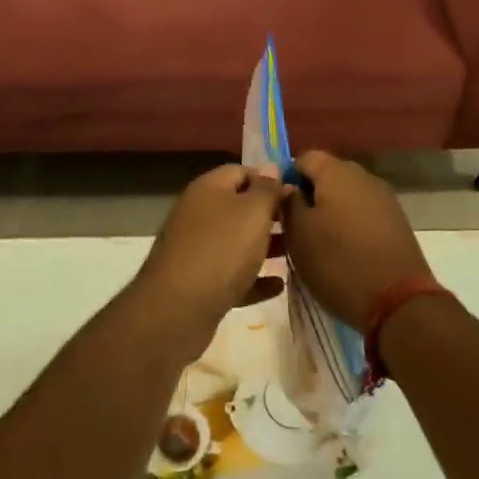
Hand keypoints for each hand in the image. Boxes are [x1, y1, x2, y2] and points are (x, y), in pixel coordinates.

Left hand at [134, 165, 289, 353]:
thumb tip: (272, 169)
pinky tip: (278, 286)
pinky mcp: (198, 283)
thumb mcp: (253, 212)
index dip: (269, 179)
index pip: (241, 171)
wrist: (178, 309)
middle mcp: (198, 213)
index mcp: (208, 188)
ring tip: (295, 254)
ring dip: (264, 247)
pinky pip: (232, 275)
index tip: (296, 194)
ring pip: (236, 242)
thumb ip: (267, 189)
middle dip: (269, 215)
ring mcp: (196, 249)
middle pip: (239, 207)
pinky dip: (253, 278)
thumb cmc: (222, 249)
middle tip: (300, 226)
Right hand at [283, 151, 430, 326]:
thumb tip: (288, 187)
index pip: (303, 158)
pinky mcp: (396, 221)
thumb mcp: (299, 235)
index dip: (286, 178)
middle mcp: (363, 176)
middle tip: (293, 227)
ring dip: (329, 211)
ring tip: (317, 242)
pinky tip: (343, 250)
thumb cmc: (338, 263)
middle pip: (327, 175)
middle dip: (308, 196)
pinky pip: (363, 212)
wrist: (398, 301)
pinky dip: (349, 224)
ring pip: (346, 195)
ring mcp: (384, 198)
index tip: (277, 207)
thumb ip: (289, 203)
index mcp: (336, 172)